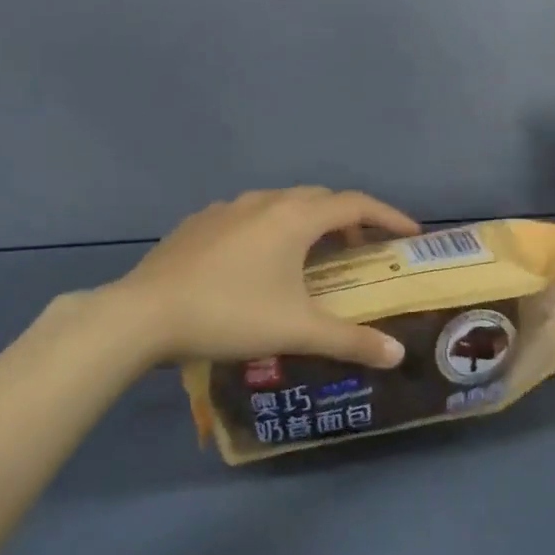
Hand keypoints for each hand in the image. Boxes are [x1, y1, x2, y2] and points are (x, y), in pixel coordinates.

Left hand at [113, 188, 420, 367]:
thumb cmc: (230, 315)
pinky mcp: (198, 224)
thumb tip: (397, 355)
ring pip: (280, 204)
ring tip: (313, 255)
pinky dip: (271, 229)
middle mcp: (263, 202)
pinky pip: (248, 216)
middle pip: (319, 199)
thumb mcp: (297, 330)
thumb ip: (351, 341)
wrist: (144, 315)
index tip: (410, 233)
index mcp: (293, 218)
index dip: (388, 216)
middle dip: (348, 219)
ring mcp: (225, 209)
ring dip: (307, 222)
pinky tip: (259, 262)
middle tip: (362, 250)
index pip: (355, 205)